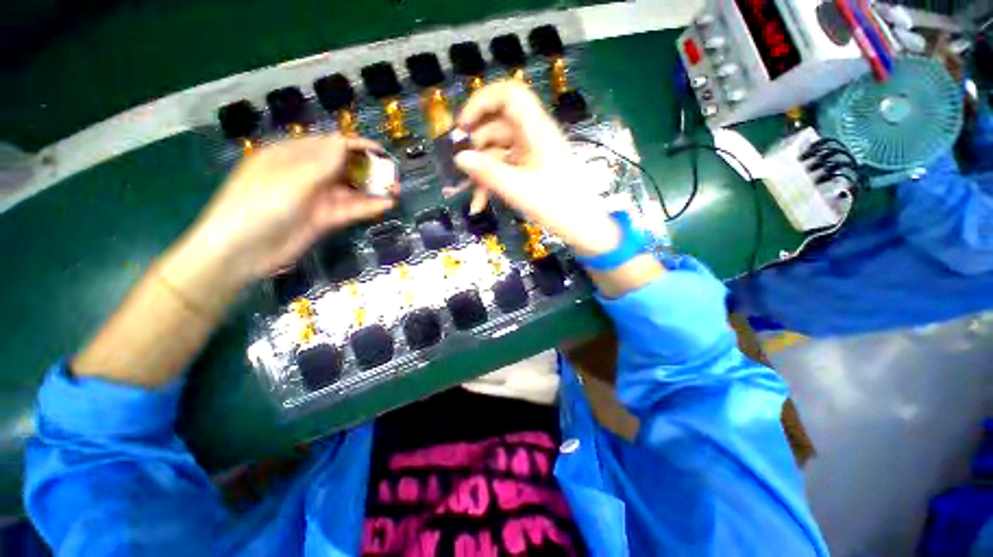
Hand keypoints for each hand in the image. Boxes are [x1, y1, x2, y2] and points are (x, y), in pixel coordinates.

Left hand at [183, 134, 393, 284]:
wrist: (243, 252)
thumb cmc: (258, 206)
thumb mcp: (289, 180)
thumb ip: (321, 163)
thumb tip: (345, 142)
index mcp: (291, 156)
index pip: (328, 145)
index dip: (355, 145)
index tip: (380, 151)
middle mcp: (306, 175)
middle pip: (343, 167)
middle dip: (368, 169)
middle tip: (392, 175)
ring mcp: (316, 199)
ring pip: (350, 190)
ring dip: (372, 190)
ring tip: (396, 191)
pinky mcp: (325, 219)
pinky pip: (350, 209)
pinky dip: (368, 207)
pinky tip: (386, 205)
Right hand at [454, 81, 619, 256]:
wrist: (581, 226)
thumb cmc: (555, 205)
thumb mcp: (517, 189)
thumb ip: (486, 171)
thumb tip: (458, 158)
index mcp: (536, 130)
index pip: (509, 94)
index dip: (482, 102)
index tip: (462, 126)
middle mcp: (533, 135)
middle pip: (497, 126)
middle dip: (475, 147)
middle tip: (457, 167)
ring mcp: (531, 153)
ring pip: (498, 152)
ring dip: (481, 173)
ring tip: (468, 197)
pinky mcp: (530, 169)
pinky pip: (505, 168)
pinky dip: (491, 183)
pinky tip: (479, 203)